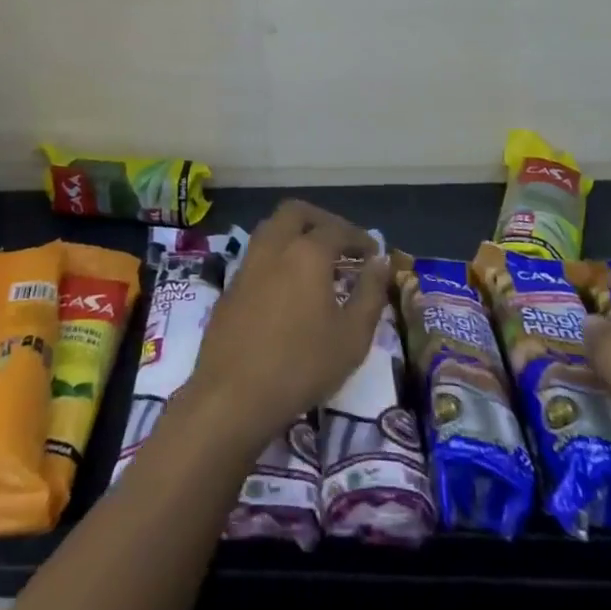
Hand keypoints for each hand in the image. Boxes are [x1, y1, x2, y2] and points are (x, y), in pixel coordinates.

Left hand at [186, 200, 388, 449]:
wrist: (232, 396)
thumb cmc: (301, 365)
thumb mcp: (352, 336)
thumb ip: (370, 293)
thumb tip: (380, 262)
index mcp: (306, 252)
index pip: (338, 229)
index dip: (360, 237)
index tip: (374, 253)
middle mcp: (274, 247)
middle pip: (296, 213)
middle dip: (322, 220)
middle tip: (341, 243)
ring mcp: (247, 265)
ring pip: (271, 229)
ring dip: (296, 234)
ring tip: (316, 262)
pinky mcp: (230, 287)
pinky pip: (257, 255)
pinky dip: (277, 257)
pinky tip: (288, 287)